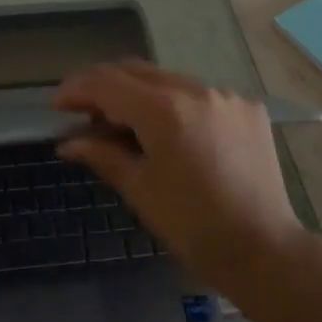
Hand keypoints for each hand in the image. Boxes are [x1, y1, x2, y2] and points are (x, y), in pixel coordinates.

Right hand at [53, 62, 310, 293]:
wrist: (263, 250)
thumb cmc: (192, 227)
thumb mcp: (139, 189)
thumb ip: (102, 154)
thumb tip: (67, 141)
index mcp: (165, 110)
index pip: (107, 83)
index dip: (76, 90)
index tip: (57, 106)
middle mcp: (196, 89)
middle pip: (137, 72)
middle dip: (106, 88)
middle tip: (85, 116)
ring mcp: (226, 96)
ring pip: (168, 80)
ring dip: (141, 96)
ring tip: (127, 129)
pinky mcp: (247, 108)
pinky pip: (200, 95)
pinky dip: (177, 107)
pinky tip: (173, 137)